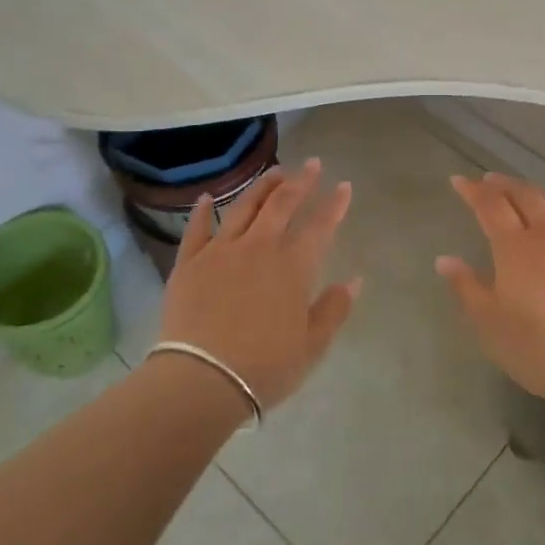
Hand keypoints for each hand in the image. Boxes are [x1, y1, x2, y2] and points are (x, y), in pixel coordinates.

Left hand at [156, 158, 361, 410]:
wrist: (203, 379)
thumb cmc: (265, 367)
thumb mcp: (312, 345)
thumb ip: (334, 309)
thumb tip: (354, 280)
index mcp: (293, 267)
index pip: (319, 226)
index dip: (334, 205)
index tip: (344, 186)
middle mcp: (259, 248)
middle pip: (282, 205)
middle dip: (301, 182)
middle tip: (313, 165)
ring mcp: (221, 251)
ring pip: (244, 207)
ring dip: (263, 186)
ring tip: (275, 172)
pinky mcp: (190, 262)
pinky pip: (197, 229)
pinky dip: (203, 211)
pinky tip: (207, 197)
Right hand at [437, 173, 544, 410]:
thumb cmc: (535, 346)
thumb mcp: (488, 322)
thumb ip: (466, 286)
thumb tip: (445, 260)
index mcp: (515, 247)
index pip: (491, 206)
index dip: (473, 190)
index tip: (459, 181)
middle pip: (525, 195)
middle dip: (504, 184)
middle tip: (489, 180)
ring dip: (536, 191)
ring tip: (525, 192)